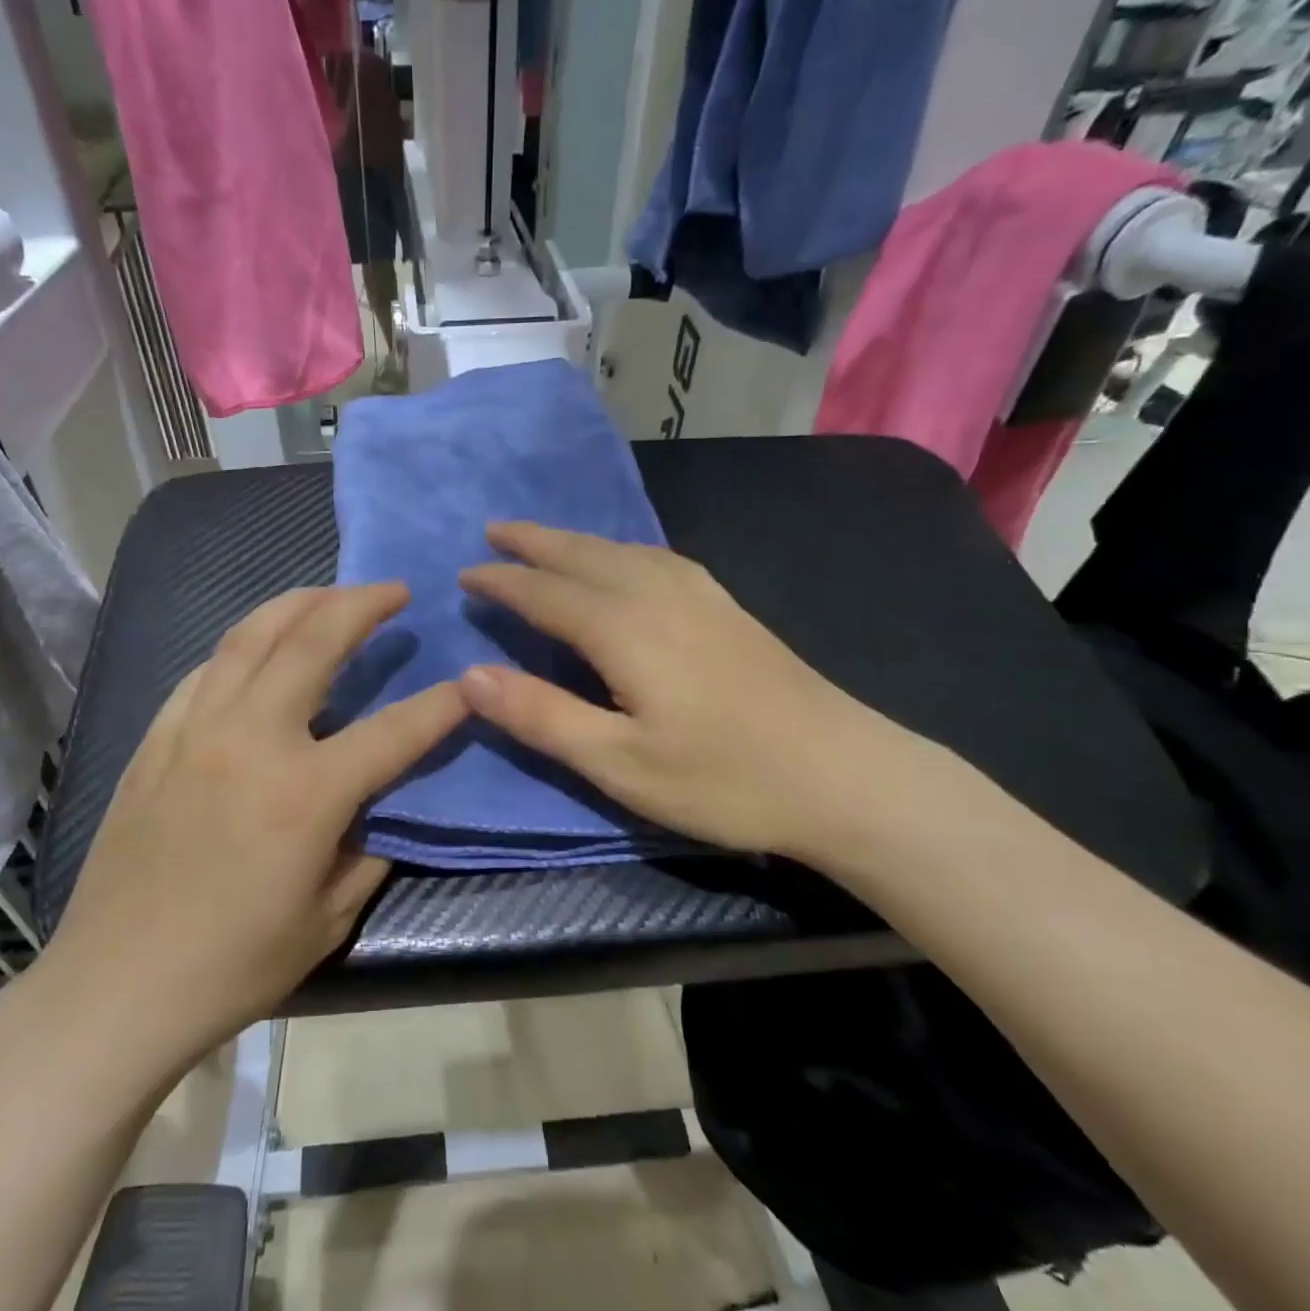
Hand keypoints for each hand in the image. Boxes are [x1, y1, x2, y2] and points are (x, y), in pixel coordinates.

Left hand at [34, 584, 466, 1072]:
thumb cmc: (232, 967)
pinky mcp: (155, 740)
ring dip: (299, 604)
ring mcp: (195, 731)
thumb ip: (367, 850)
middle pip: (314, 641)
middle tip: (394, 590)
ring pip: (251, 635)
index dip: (441, 704)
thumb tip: (380, 808)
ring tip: (330, 596)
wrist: (115, 988)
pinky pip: (206, 670)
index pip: (395, 729)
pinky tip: (258, 648)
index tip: (468, 682)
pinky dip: (243, 645)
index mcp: (306, 792)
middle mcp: (251, 740)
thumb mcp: (328, 920)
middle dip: (363, 604)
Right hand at [459, 522, 893, 864]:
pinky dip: (618, 549)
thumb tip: (467, 674)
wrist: (846, 775)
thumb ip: (541, 716)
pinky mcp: (726, 606)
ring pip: (620, 549)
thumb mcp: (619, 764)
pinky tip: (623, 560)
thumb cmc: (724, 780)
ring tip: (543, 540)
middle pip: (582, 554)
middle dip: (533, 541)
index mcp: (624, 628)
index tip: (463, 574)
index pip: (544, 592)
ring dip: (574, 541)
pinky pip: (654, 556)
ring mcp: (699, 594)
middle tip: (493, 531)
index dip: (501, 582)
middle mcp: (657, 594)